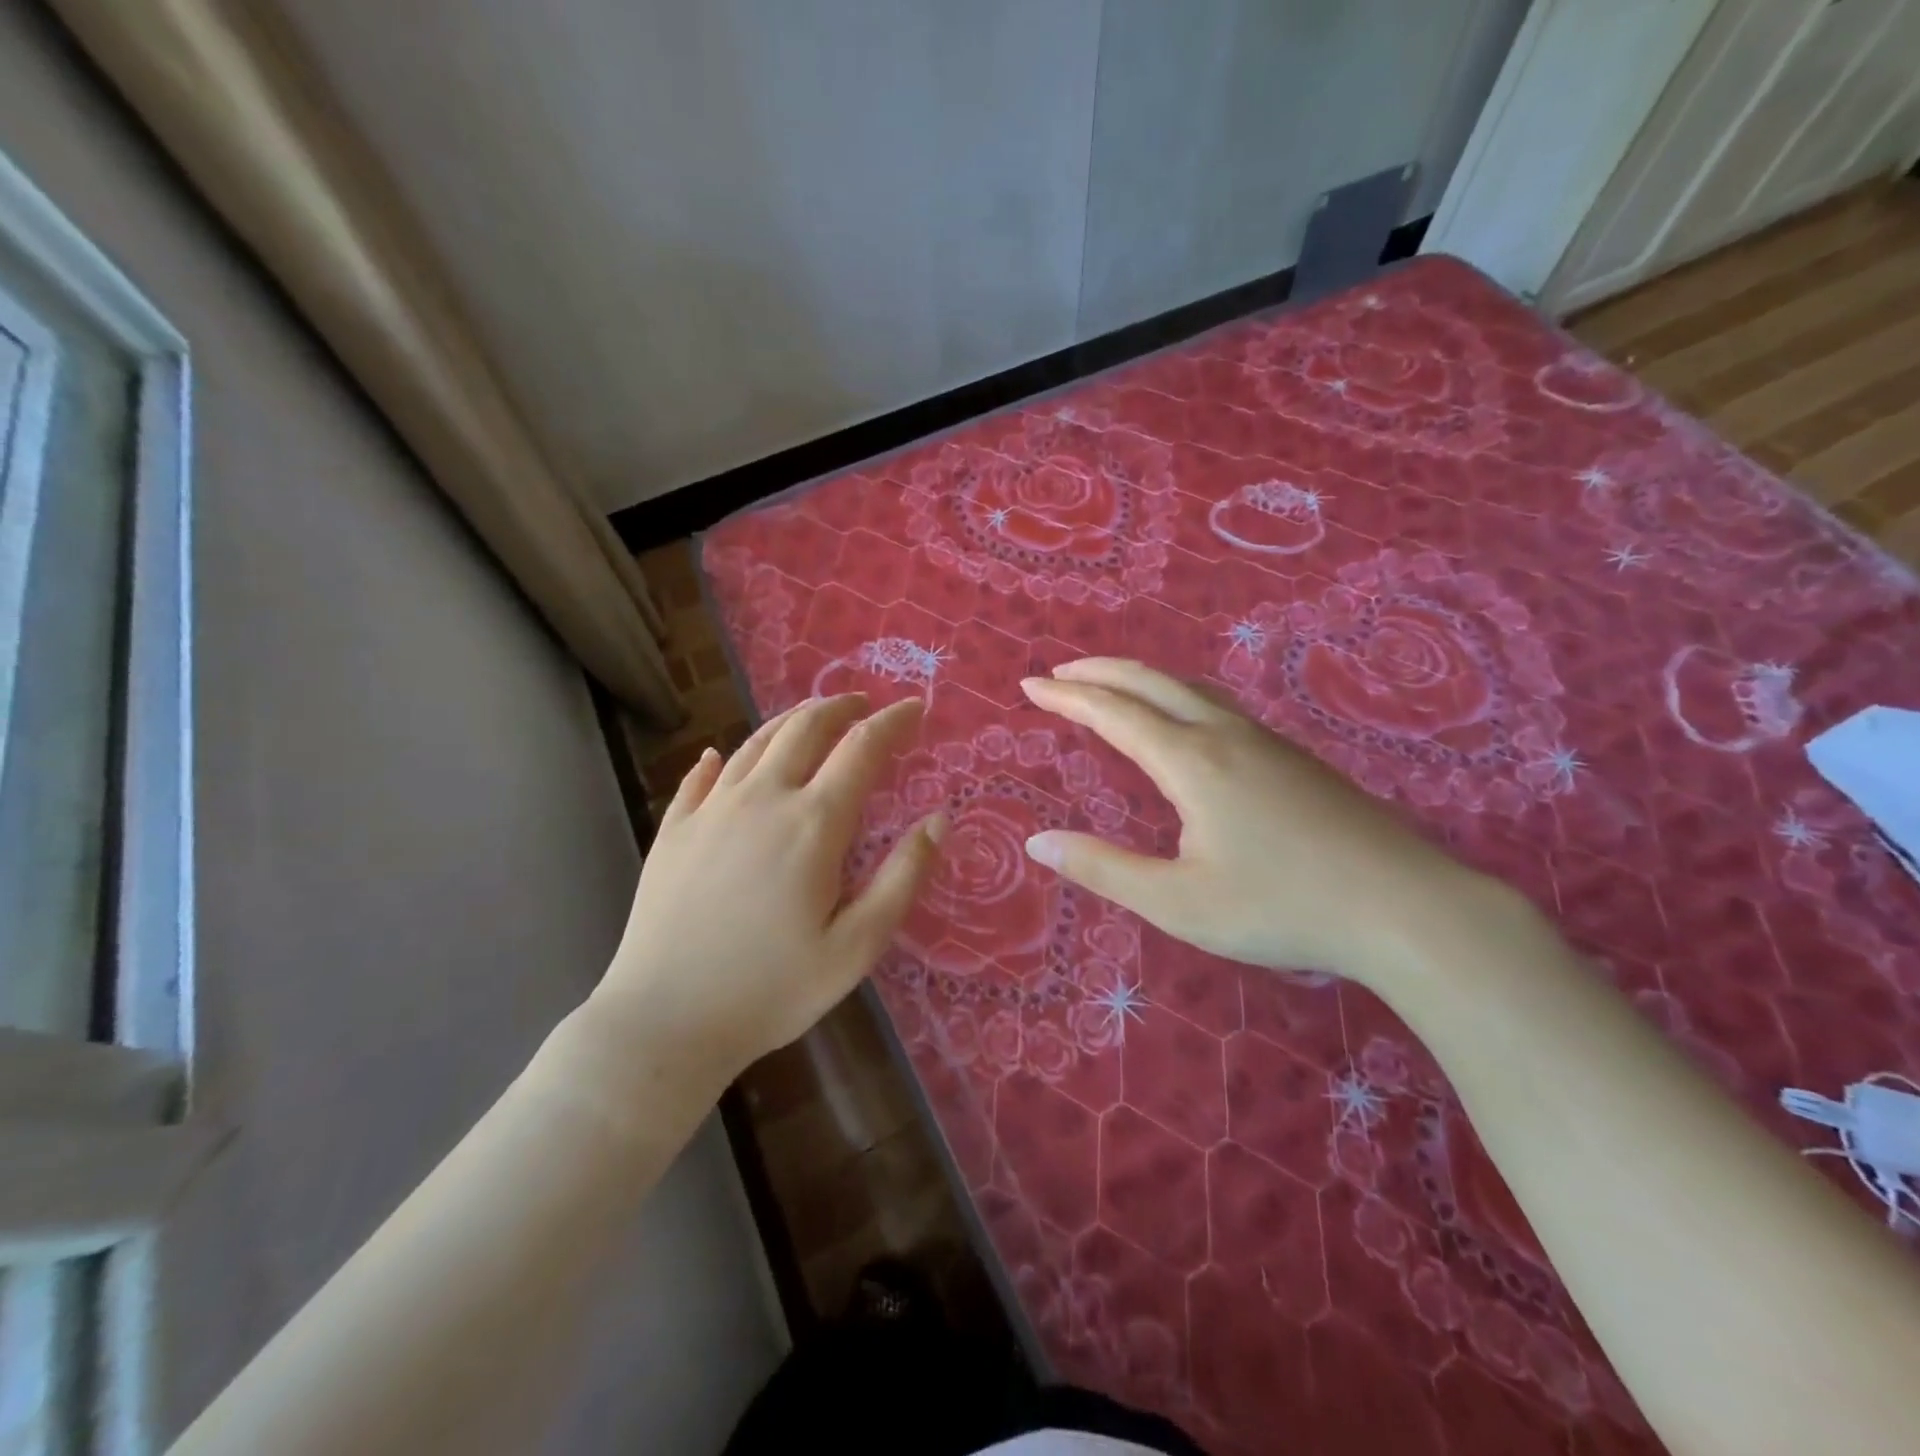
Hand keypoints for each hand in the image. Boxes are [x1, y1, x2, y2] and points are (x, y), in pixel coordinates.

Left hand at [591, 695, 945, 1079]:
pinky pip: (699, 777)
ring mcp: (710, 810)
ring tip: (812, 718)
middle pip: (805, 728)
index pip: (862, 748)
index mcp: (813, 823)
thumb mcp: (857, 946)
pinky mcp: (673, 830)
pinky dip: (720, 758)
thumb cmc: (773, 989)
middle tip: (863, 705)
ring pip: (755, 742)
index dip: (893, 722)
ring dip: (791, 721)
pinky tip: (719, 756)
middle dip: (841, 707)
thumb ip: (903, 877)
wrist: (665, 1021)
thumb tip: (938, 819)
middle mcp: (762, 798)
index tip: (914, 707)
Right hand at [1020, 659, 1489, 988]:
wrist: (1404, 907)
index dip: (1067, 698)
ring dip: (1141, 679)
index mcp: (1191, 762)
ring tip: (1112, 686)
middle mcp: (1225, 736)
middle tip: (1060, 672)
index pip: (1114, 713)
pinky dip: (1178, 695)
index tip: (1030, 685)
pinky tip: (1185, 720)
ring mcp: (1266, 742)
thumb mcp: (1178, 902)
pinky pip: (1219, 705)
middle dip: (1100, 672)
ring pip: (1191, 688)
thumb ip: (1103, 869)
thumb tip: (1037, 843)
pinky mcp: (1294, 758)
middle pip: (1152, 682)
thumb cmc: (1281, 908)